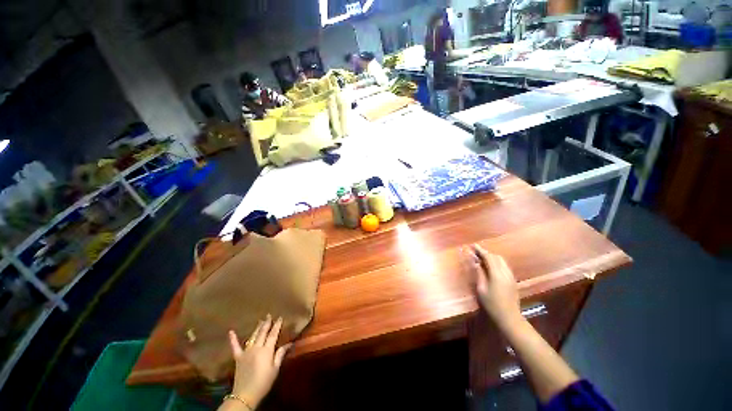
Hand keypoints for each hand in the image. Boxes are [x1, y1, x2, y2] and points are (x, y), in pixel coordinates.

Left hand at [228, 316, 291, 407]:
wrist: (245, 394)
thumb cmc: (264, 382)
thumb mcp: (275, 369)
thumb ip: (280, 355)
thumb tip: (289, 343)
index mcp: (267, 350)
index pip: (273, 334)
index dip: (277, 325)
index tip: (280, 317)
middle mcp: (256, 348)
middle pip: (263, 333)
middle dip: (266, 323)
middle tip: (269, 315)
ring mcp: (246, 352)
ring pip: (253, 336)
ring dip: (257, 328)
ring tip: (260, 320)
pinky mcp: (238, 357)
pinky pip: (235, 347)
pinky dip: (233, 339)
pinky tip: (231, 331)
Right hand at [465, 245, 522, 329]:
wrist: (509, 317)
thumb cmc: (492, 304)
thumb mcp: (482, 289)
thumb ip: (480, 274)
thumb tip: (476, 262)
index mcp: (497, 274)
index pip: (489, 257)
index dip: (480, 250)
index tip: (473, 245)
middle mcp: (505, 272)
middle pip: (496, 257)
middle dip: (486, 253)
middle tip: (476, 252)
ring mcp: (511, 276)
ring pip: (501, 261)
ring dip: (492, 257)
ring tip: (482, 258)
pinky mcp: (512, 280)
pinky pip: (504, 266)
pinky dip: (496, 262)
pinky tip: (490, 266)